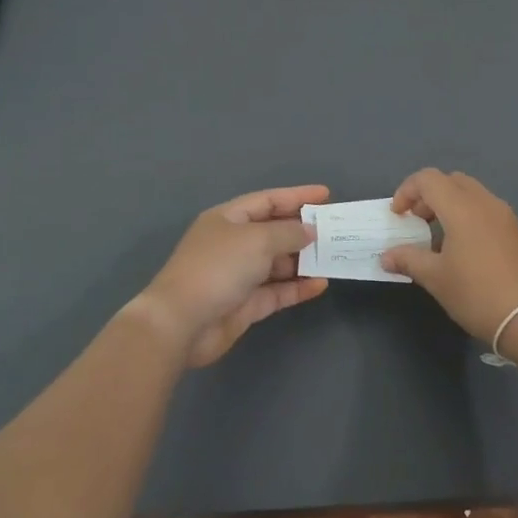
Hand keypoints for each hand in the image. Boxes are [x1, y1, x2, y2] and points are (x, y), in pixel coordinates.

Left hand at [132, 185, 330, 367]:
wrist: (181, 322)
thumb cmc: (217, 268)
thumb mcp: (256, 240)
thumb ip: (288, 233)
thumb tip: (309, 231)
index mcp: (228, 218)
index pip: (267, 200)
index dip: (296, 196)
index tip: (326, 195)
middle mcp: (233, 243)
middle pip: (273, 231)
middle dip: (303, 230)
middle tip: (335, 230)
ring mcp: (239, 275)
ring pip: (277, 263)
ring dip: (303, 261)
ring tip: (333, 257)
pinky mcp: (245, 305)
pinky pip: (277, 291)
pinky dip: (297, 287)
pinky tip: (320, 284)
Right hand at [381, 170, 517, 342]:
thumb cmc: (479, 294)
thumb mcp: (436, 279)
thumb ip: (409, 260)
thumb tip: (387, 256)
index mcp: (462, 207)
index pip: (428, 179)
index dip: (407, 191)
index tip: (398, 216)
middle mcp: (485, 203)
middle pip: (451, 181)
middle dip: (428, 195)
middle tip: (416, 222)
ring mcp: (505, 216)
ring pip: (471, 194)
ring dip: (449, 206)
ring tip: (437, 239)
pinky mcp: (517, 233)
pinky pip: (486, 211)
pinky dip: (467, 217)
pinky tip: (463, 251)